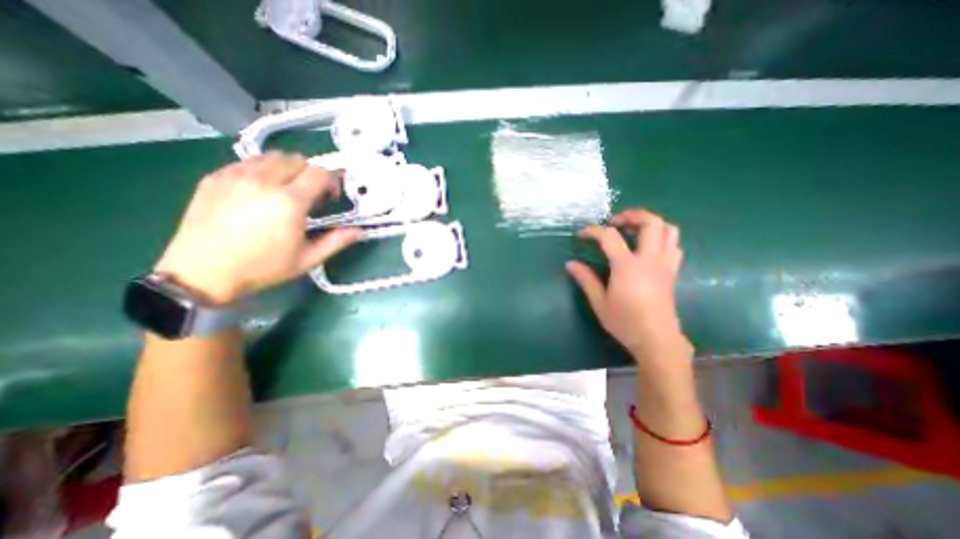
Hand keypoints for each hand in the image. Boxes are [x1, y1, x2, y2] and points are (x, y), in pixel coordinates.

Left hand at [158, 152, 358, 302]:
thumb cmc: (262, 268)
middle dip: (310, 174)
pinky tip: (260, 191)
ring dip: (287, 169)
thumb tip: (358, 231)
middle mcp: (263, 181)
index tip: (329, 197)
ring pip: (271, 157)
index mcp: (289, 201)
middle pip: (297, 160)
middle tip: (309, 195)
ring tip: (285, 190)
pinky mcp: (215, 177)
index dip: (331, 182)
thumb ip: (336, 241)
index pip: (319, 173)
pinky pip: (246, 162)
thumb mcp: (307, 259)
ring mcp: (235, 176)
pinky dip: (261, 170)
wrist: (201, 273)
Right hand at [564, 208, 694, 364]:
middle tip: (615, 221)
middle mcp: (649, 260)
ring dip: (651, 223)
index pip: (609, 237)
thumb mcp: (599, 302)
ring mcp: (665, 264)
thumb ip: (586, 280)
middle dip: (632, 215)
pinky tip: (648, 247)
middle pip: (650, 223)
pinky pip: (674, 245)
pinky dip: (662, 237)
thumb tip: (570, 264)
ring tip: (633, 230)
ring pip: (669, 230)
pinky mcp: (672, 272)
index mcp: (627, 266)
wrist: (657, 340)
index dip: (593, 231)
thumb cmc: (625, 322)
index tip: (582, 234)